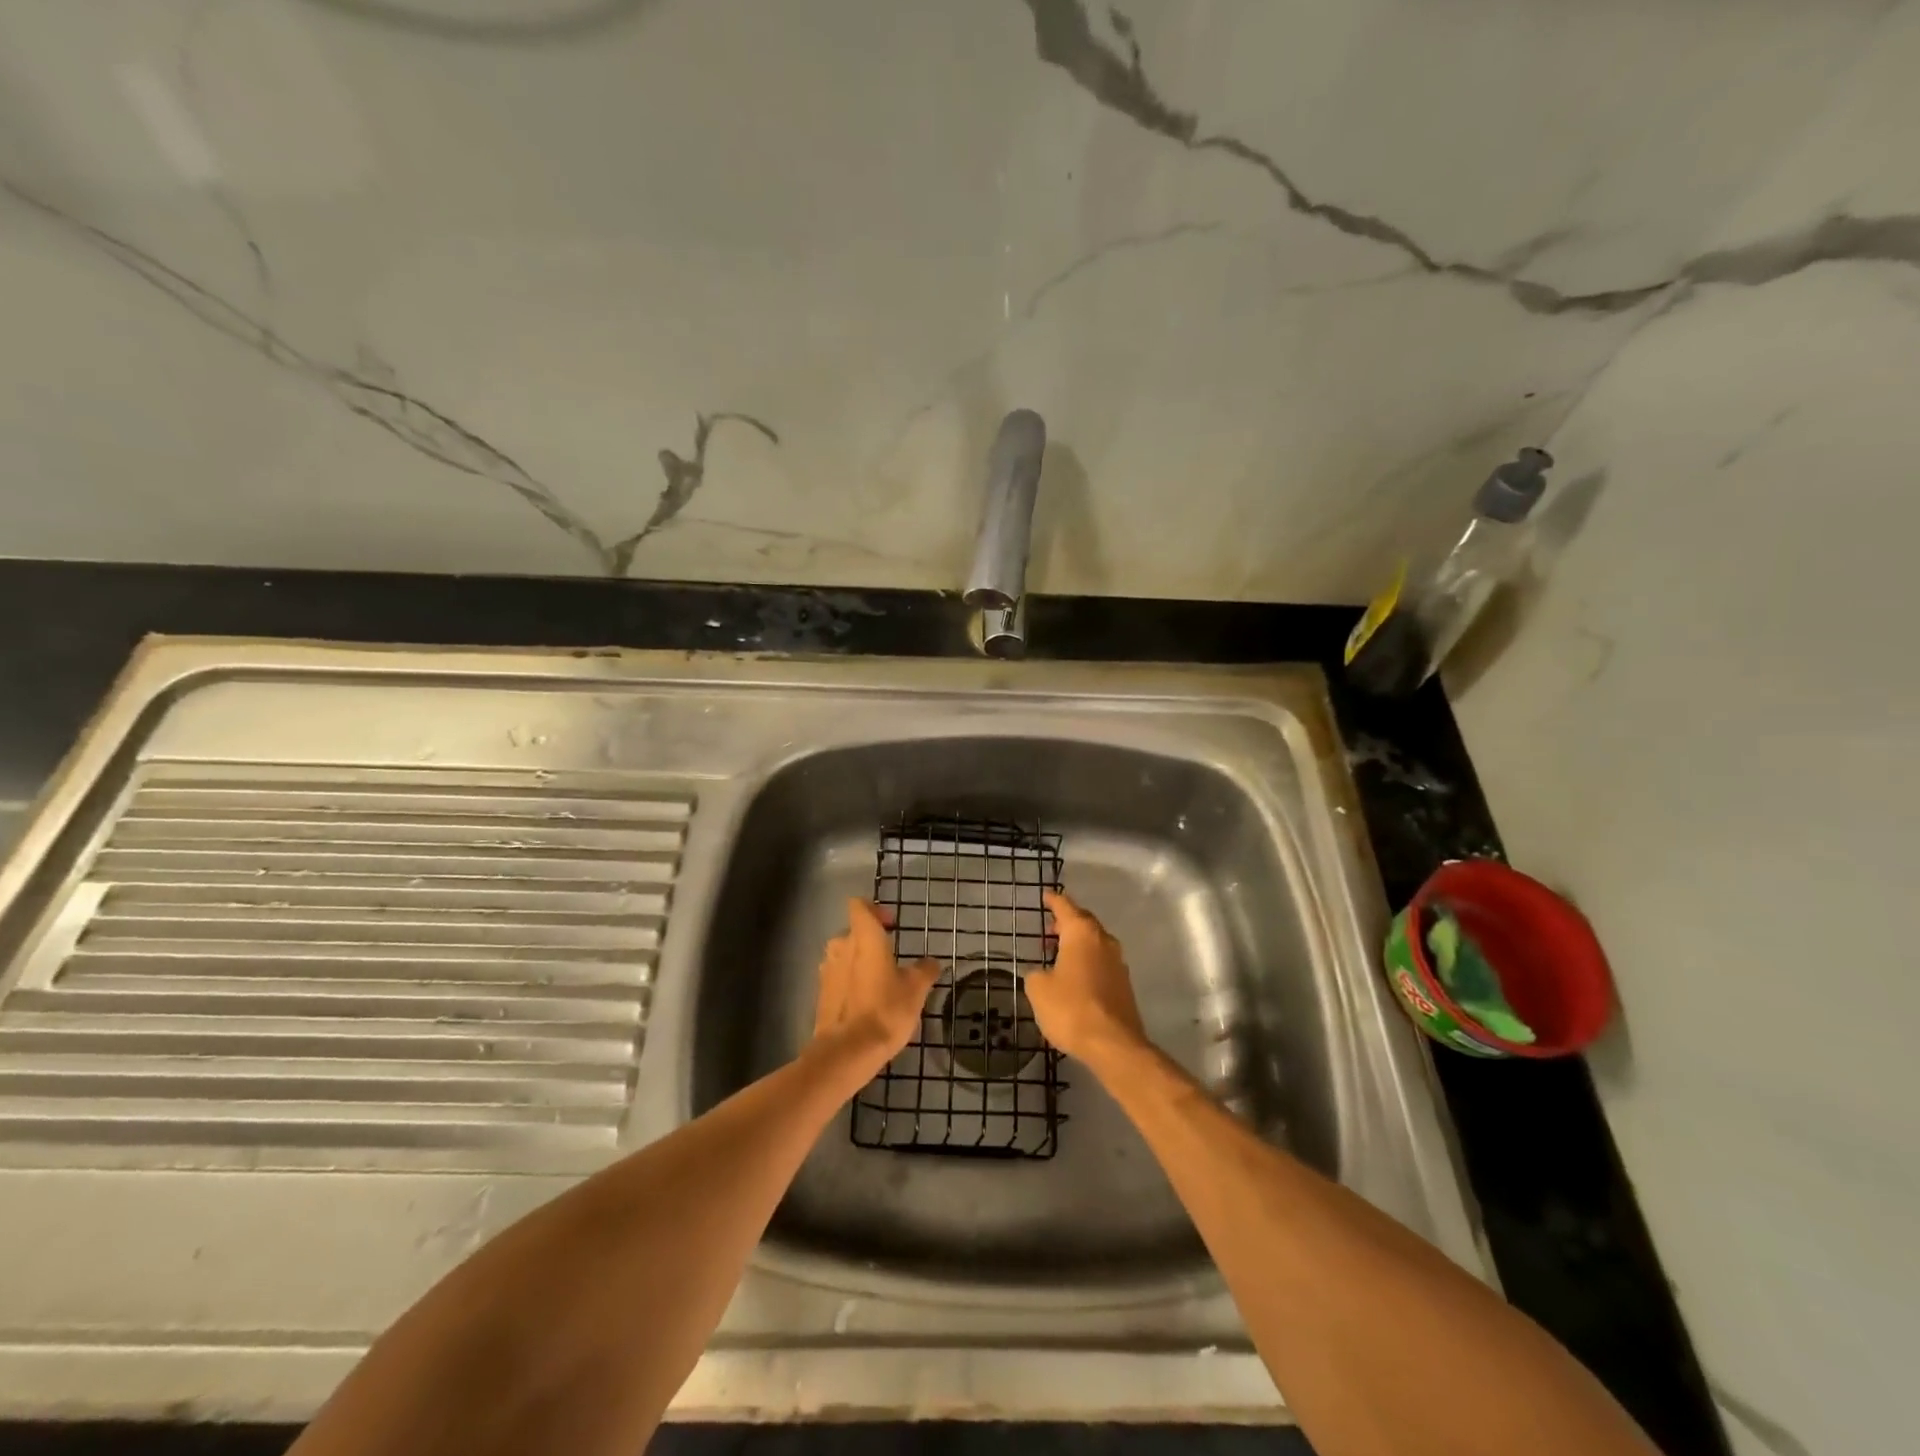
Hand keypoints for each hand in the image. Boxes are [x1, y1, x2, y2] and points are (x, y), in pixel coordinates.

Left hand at [810, 898, 941, 1077]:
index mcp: (864, 937)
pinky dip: (850, 985)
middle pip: (852, 932)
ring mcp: (827, 971)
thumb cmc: (886, 1010)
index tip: (892, 926)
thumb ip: (924, 970)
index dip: (875, 910)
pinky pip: (837, 979)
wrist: (847, 1052)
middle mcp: (841, 947)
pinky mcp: (821, 995)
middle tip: (891, 960)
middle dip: (870, 942)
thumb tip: (930, 962)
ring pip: (844, 956)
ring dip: (859, 964)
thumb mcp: (916, 989)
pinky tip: (866, 1004)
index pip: (859, 905)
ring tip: (879, 984)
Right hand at [1024, 891, 1150, 1070]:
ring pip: (1095, 943)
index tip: (1046, 896)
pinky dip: (1087, 963)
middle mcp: (1103, 940)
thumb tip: (1042, 973)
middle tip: (1049, 929)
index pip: (1065, 906)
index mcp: (1082, 933)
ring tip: (1058, 954)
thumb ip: (1036, 974)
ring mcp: (1117, 962)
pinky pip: (1101, 963)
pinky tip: (1075, 978)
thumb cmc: (1071, 1008)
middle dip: (1067, 923)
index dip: (1053, 901)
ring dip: (1078, 945)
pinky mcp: (1124, 985)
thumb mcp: (1038, 989)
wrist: (1112, 1044)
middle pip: (1084, 922)